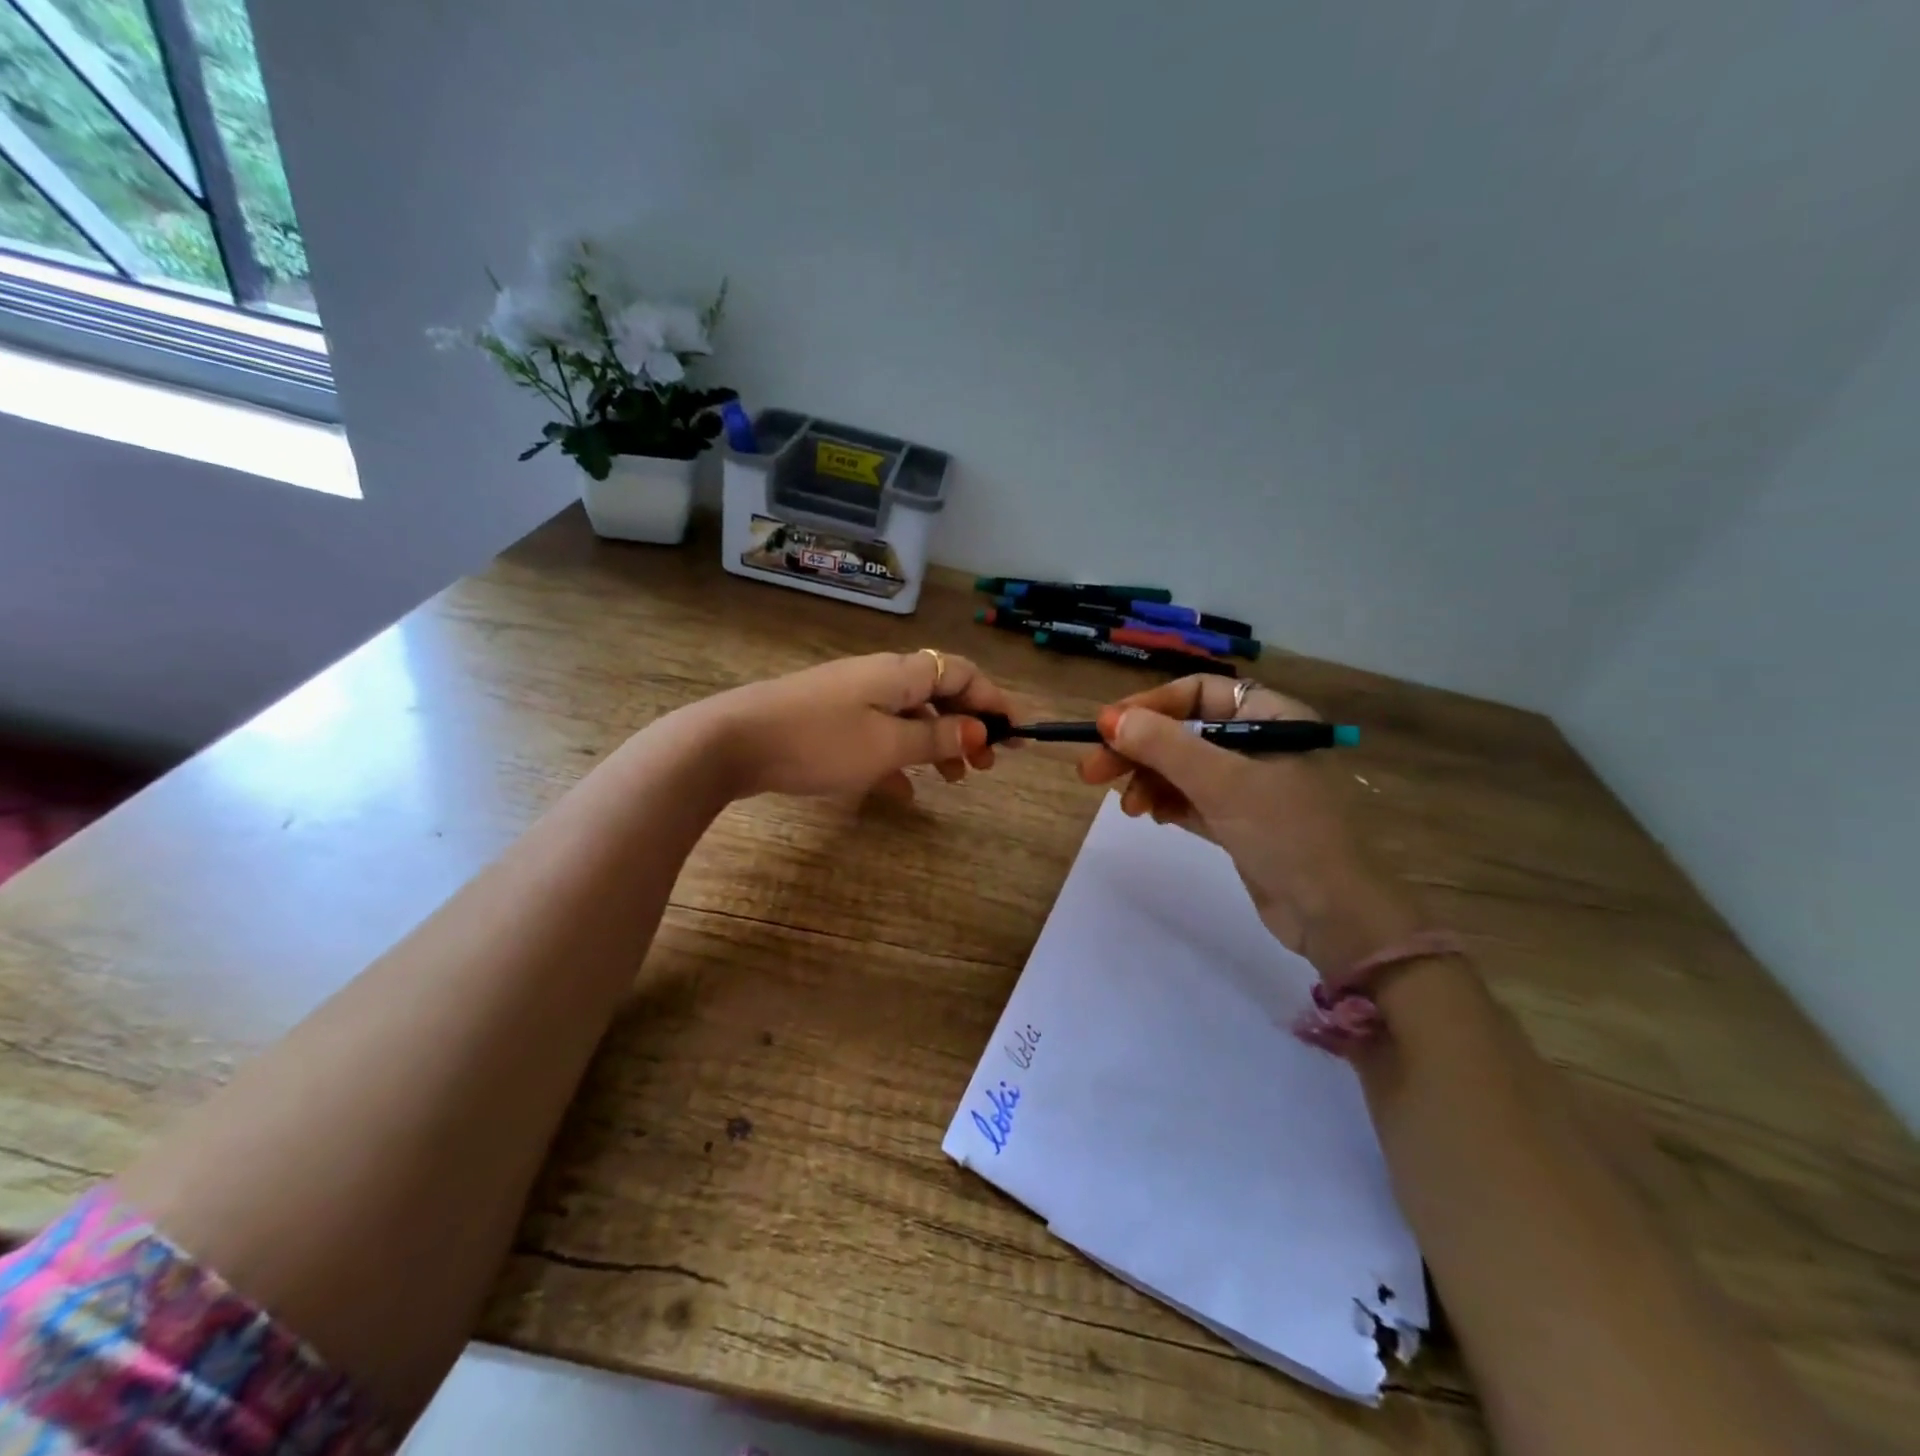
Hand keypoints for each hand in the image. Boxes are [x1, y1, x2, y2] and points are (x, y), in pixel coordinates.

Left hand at [698, 650, 1012, 801]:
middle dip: (969, 727)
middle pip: (939, 694)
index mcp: (901, 674)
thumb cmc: (820, 741)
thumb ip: (936, 739)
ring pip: (910, 717)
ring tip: (956, 781)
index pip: (962, 674)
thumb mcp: (887, 745)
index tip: (1019, 734)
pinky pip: (879, 735)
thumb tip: (978, 732)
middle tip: (989, 765)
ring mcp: (852, 699)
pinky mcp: (829, 721)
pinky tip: (904, 792)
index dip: (995, 700)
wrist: (733, 742)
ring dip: (938, 745)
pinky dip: (900, 758)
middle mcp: (881, 678)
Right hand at [1077, 676, 1423, 974]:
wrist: (1334, 916)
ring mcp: (1249, 785)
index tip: (1107, 727)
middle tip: (1091, 771)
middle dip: (1137, 749)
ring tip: (1128, 806)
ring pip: (1182, 768)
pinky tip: (1148, 815)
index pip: (1198, 693)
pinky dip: (1165, 802)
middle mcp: (1259, 743)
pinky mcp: (1238, 821)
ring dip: (1147, 780)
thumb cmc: (1286, 833)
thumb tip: (1110, 719)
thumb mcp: (1222, 782)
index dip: (1150, 705)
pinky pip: (1190, 799)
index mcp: (1271, 717)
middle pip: (1183, 732)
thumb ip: (1165, 746)